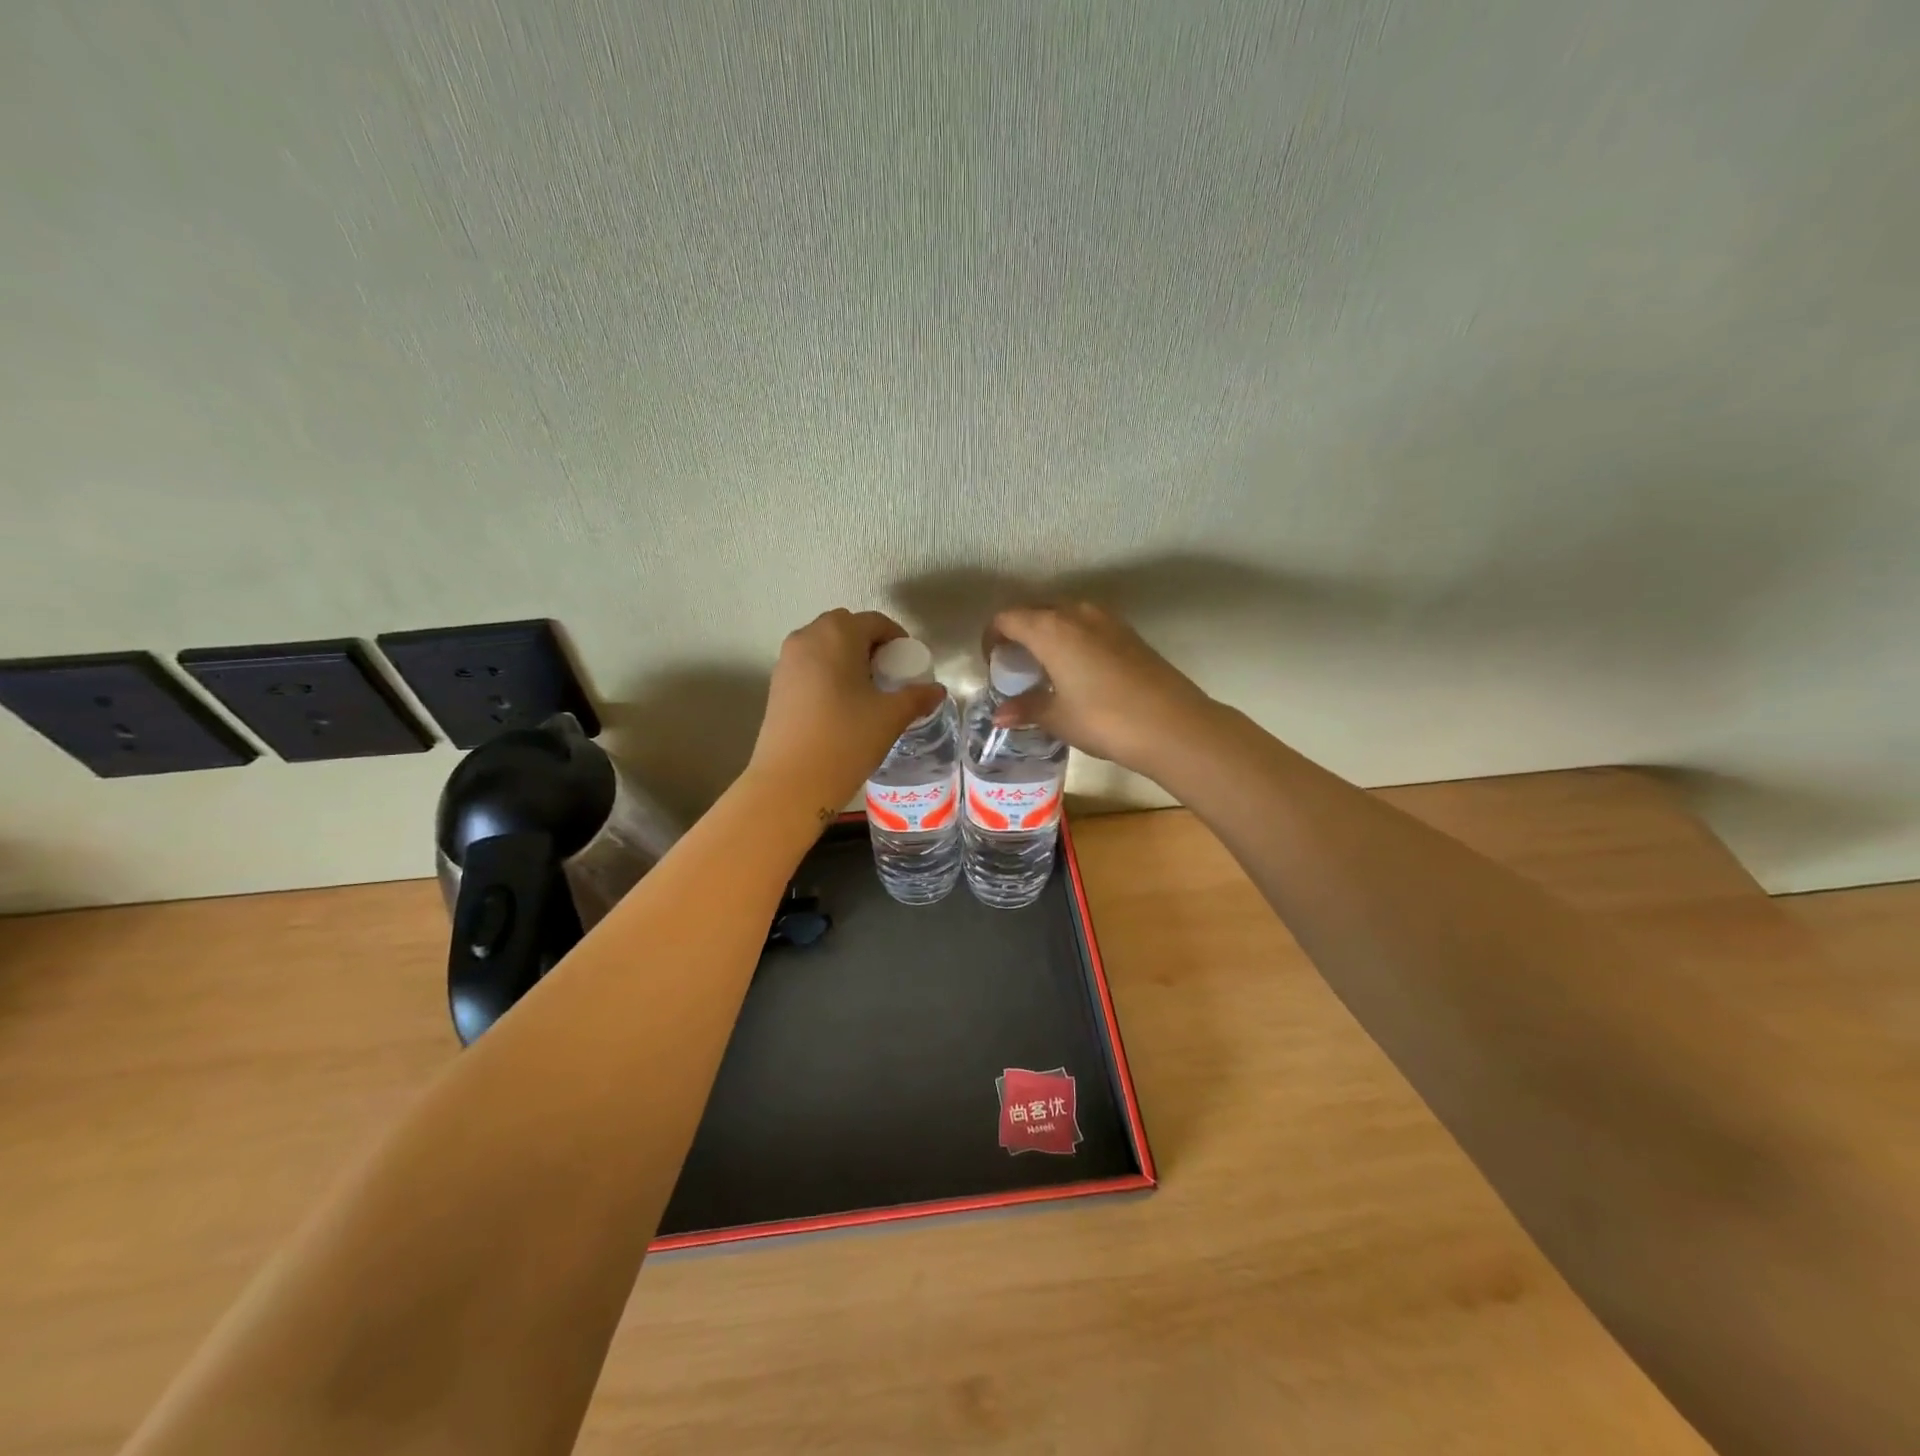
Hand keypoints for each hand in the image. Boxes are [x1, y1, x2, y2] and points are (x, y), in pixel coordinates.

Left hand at [749, 609, 945, 813]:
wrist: (791, 781)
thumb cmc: (846, 739)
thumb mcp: (890, 717)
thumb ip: (917, 697)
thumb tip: (936, 690)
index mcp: (838, 634)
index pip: (875, 622)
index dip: (897, 639)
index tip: (908, 665)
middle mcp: (807, 637)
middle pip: (845, 627)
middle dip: (869, 644)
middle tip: (887, 675)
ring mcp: (786, 661)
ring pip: (824, 645)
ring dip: (846, 658)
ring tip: (865, 691)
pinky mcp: (776, 684)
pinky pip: (809, 665)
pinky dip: (827, 673)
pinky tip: (841, 705)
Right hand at [987, 603, 1218, 778]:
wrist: (1173, 724)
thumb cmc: (1104, 719)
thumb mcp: (1058, 717)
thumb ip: (1026, 708)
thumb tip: (1000, 714)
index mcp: (1051, 628)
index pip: (1007, 618)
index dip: (993, 637)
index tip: (993, 663)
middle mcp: (1077, 613)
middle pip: (1036, 610)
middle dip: (1020, 631)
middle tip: (1016, 664)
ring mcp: (1108, 620)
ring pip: (1065, 614)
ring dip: (1049, 633)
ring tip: (1046, 667)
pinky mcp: (1129, 633)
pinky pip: (1088, 625)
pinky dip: (1074, 639)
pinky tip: (1079, 670)